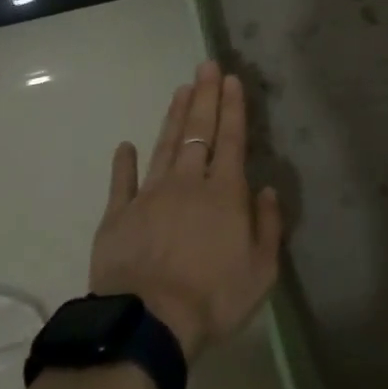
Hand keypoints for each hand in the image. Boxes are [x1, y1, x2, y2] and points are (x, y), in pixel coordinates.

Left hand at [88, 61, 283, 361]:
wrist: (149, 322)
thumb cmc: (214, 297)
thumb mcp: (261, 270)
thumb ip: (268, 225)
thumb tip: (267, 190)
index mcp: (223, 193)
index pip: (230, 139)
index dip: (232, 108)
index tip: (231, 79)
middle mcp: (187, 183)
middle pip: (197, 132)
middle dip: (204, 96)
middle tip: (206, 66)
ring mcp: (149, 195)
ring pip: (164, 146)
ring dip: (174, 116)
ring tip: (180, 89)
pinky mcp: (118, 215)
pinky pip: (122, 182)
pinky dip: (124, 163)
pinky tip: (125, 145)